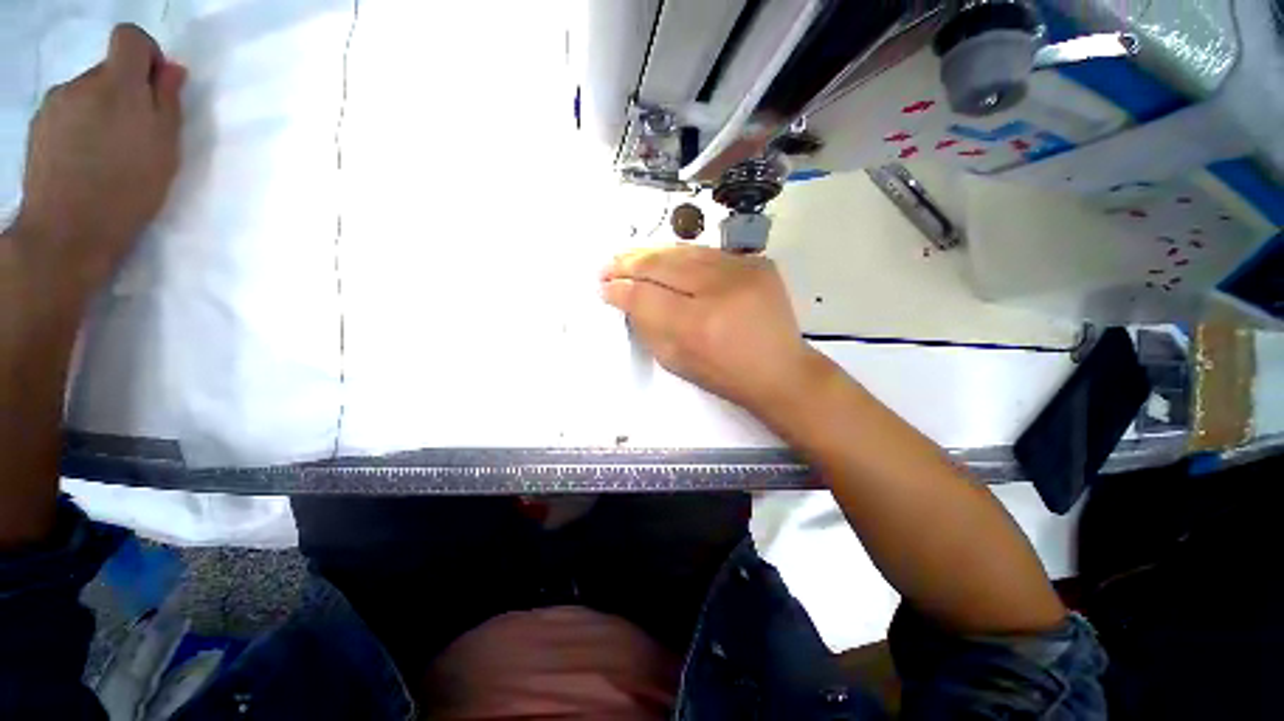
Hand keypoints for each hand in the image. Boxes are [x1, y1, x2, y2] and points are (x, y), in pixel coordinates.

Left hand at [12, 24, 184, 292]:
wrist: (68, 231)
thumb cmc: (128, 190)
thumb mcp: (165, 146)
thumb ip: (167, 100)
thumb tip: (169, 70)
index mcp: (117, 85)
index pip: (129, 37)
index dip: (145, 52)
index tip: (154, 82)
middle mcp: (82, 83)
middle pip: (108, 69)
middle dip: (125, 92)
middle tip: (135, 133)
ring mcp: (55, 104)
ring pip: (87, 92)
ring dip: (101, 110)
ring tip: (107, 152)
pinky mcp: (39, 125)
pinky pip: (67, 111)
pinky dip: (80, 125)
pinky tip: (85, 158)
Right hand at [600, 245, 826, 421]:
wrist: (780, 370)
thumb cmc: (724, 375)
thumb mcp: (676, 361)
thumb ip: (647, 328)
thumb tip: (625, 297)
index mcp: (698, 325)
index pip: (646, 296)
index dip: (620, 289)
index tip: (603, 287)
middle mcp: (720, 290)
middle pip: (662, 265)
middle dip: (629, 264)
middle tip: (608, 266)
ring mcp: (743, 270)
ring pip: (684, 251)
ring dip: (652, 254)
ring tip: (630, 257)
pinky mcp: (757, 262)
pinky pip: (708, 253)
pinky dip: (681, 256)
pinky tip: (666, 259)